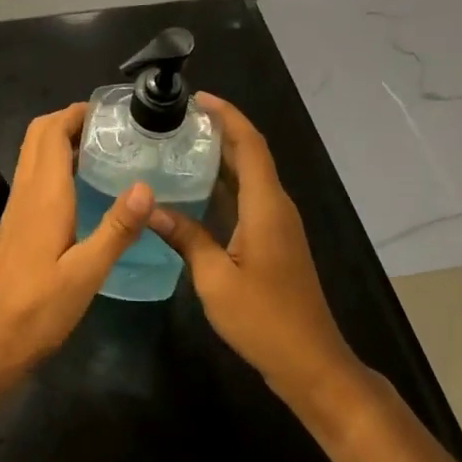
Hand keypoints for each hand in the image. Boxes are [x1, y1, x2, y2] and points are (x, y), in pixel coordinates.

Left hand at [0, 104, 153, 382]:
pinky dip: (57, 164)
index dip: (76, 112)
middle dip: (70, 120)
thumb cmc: (39, 308)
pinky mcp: (17, 224)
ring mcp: (18, 207)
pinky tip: (85, 186)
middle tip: (111, 127)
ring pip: (34, 154)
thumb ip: (117, 228)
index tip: (111, 111)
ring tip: (104, 148)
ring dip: (62, 140)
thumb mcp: (87, 272)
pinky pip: (35, 176)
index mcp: (43, 194)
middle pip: (39, 135)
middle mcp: (26, 191)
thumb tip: (147, 185)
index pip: (52, 132)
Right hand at [146, 94, 367, 410]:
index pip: (249, 145)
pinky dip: (225, 183)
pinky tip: (196, 189)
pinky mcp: (275, 241)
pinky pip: (249, 197)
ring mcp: (278, 225)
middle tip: (178, 119)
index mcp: (266, 206)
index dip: (227, 116)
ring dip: (222, 156)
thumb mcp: (215, 278)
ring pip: (250, 176)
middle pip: (251, 154)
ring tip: (181, 143)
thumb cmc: (264, 319)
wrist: (311, 363)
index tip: (198, 98)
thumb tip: (150, 207)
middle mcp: (276, 207)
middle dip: (220, 130)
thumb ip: (185, 237)